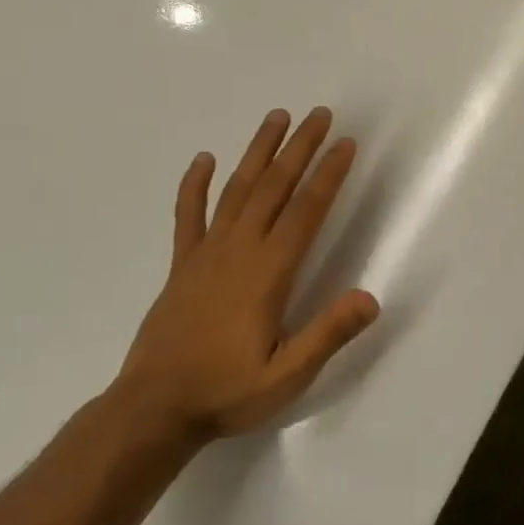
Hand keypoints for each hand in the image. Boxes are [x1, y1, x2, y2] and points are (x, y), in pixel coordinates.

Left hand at [113, 107, 379, 441]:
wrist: (153, 410)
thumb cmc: (227, 392)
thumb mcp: (288, 375)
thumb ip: (327, 334)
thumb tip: (370, 297)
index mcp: (268, 272)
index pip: (306, 211)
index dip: (328, 175)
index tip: (345, 144)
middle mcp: (238, 251)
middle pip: (274, 188)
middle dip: (300, 148)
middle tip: (320, 115)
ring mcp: (205, 254)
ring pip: (236, 190)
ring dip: (258, 152)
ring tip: (276, 118)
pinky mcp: (182, 265)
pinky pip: (188, 215)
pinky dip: (195, 185)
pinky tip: (203, 159)